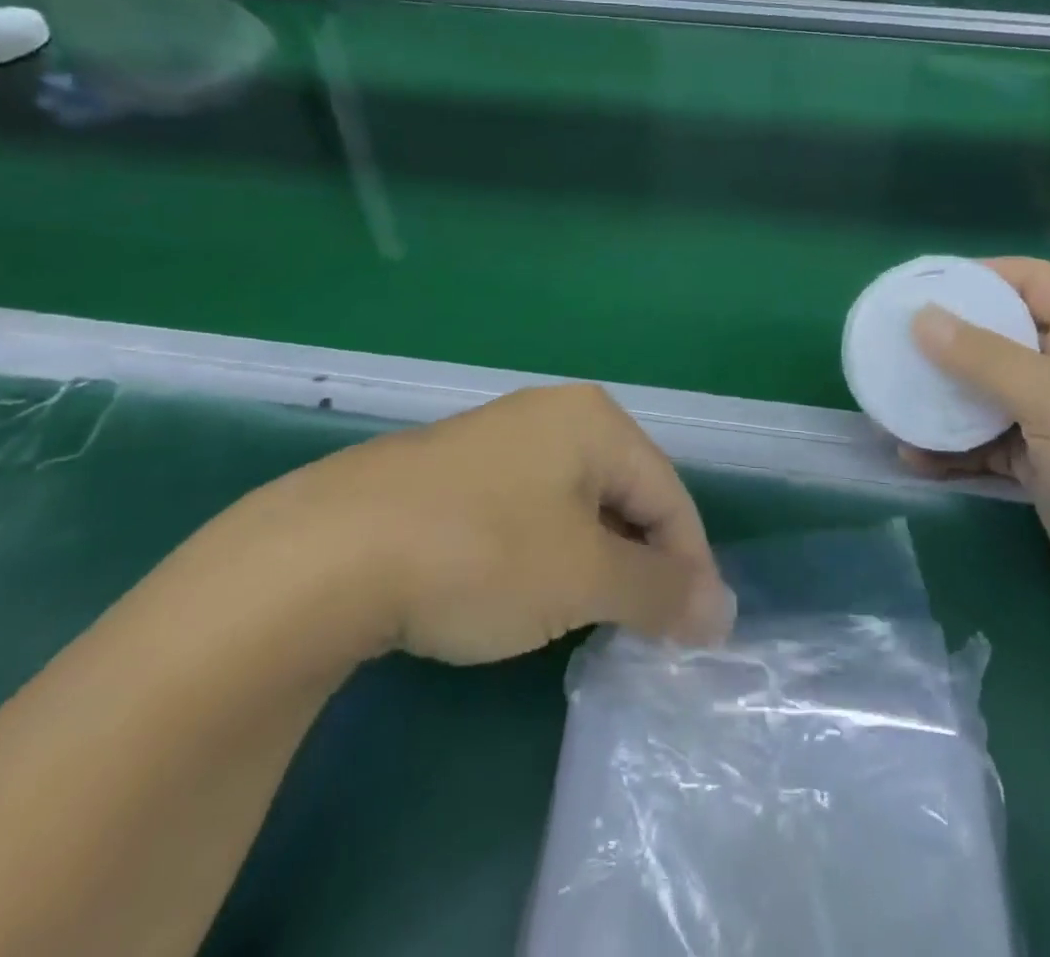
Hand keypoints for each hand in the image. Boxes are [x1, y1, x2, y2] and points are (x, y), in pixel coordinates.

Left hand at [225, 384, 733, 669]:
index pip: (669, 493)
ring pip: (576, 506)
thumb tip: (722, 612)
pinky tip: (526, 594)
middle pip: (625, 495)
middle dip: (642, 565)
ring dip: (596, 564)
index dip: (690, 564)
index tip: (697, 635)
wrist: (327, 553)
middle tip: (644, 632)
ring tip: (590, 619)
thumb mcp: (584, 578)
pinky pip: (529, 512)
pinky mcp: (455, 472)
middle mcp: (551, 414)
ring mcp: (498, 439)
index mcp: (594, 420)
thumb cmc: (483, 552)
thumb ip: (660, 592)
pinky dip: (546, 556)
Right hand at [903, 259, 1049, 637]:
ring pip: (988, 394)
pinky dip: (953, 448)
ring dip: (943, 400)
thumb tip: (921, 317)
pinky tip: (914, 457)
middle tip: (892, 344)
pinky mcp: (1043, 466)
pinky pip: (988, 443)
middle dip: (947, 343)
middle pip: (1001, 337)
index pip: (1032, 281)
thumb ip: (985, 357)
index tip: (922, 288)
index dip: (979, 277)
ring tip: (891, 402)